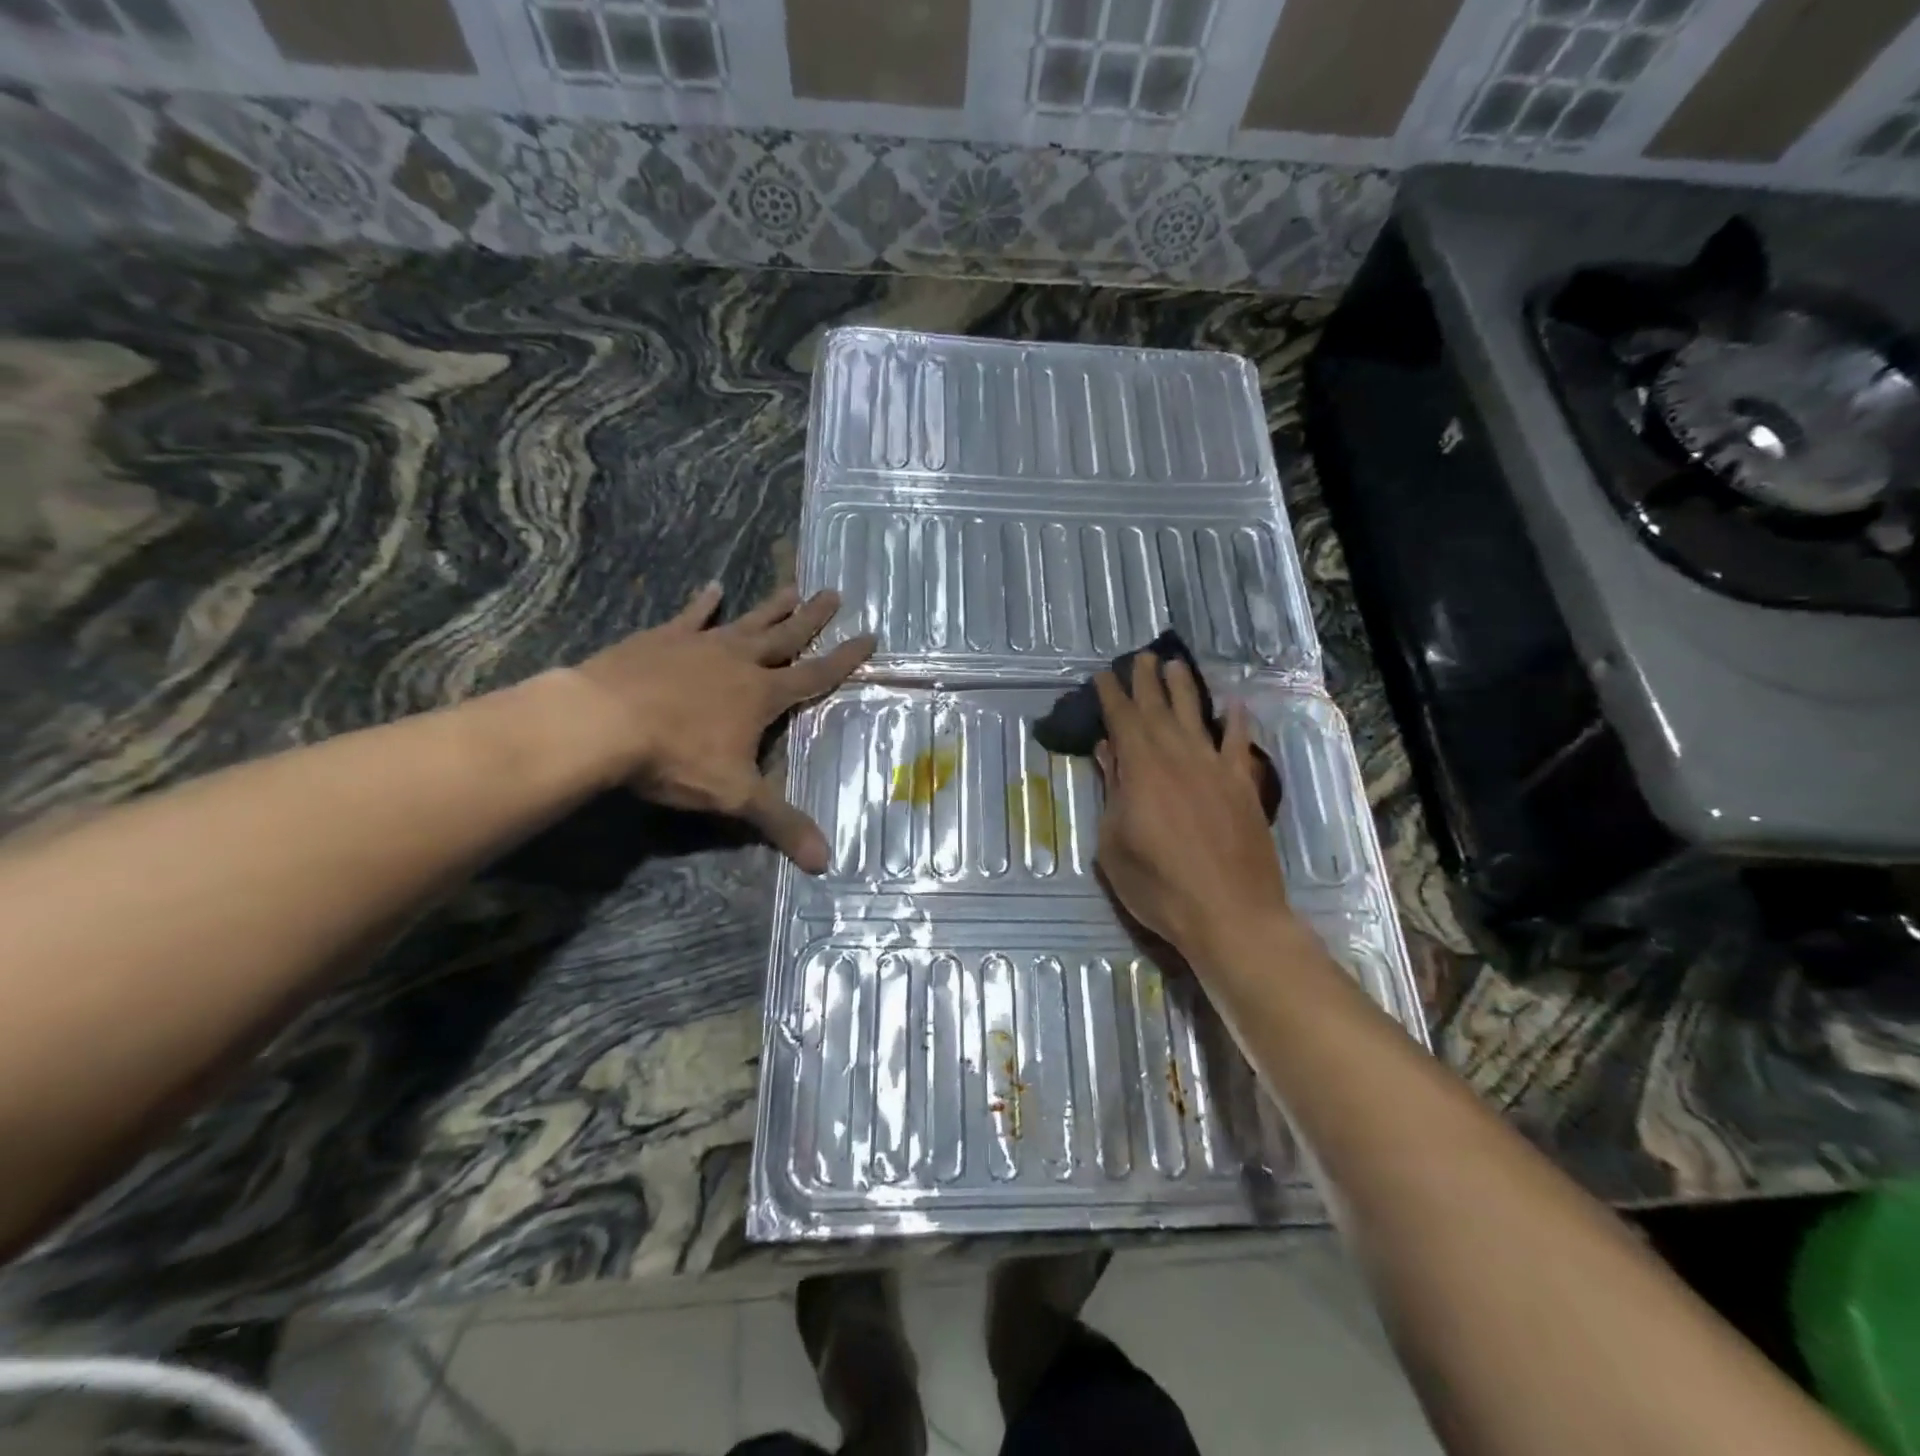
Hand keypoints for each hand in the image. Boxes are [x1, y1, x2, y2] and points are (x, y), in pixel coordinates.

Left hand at [567, 582, 873, 871]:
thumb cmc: (676, 758)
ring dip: (771, 607)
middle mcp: (739, 662)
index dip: (844, 659)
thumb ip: (780, 823)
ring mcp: (700, 645)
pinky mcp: (661, 639)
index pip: (815, 675)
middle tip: (835, 593)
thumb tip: (825, 862)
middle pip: (785, 637)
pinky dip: (703, 604)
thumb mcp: (734, 795)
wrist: (602, 722)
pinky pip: (690, 617)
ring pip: (746, 622)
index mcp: (763, 695)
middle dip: (812, 619)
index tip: (870, 635)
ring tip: (793, 587)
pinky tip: (713, 588)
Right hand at [1092, 654, 1294, 964]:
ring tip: (1175, 665)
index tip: (1104, 675)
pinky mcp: (1244, 786)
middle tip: (1140, 656)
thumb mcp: (1114, 845)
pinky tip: (1234, 706)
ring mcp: (1215, 769)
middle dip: (1146, 681)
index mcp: (1141, 770)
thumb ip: (1113, 793)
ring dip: (1184, 689)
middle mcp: (1178, 757)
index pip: (1123, 720)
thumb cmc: (1159, 886)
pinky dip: (1236, 722)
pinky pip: (1240, 744)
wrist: (1230, 913)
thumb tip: (1108, 752)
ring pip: (1197, 717)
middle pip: (1159, 709)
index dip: (1112, 695)